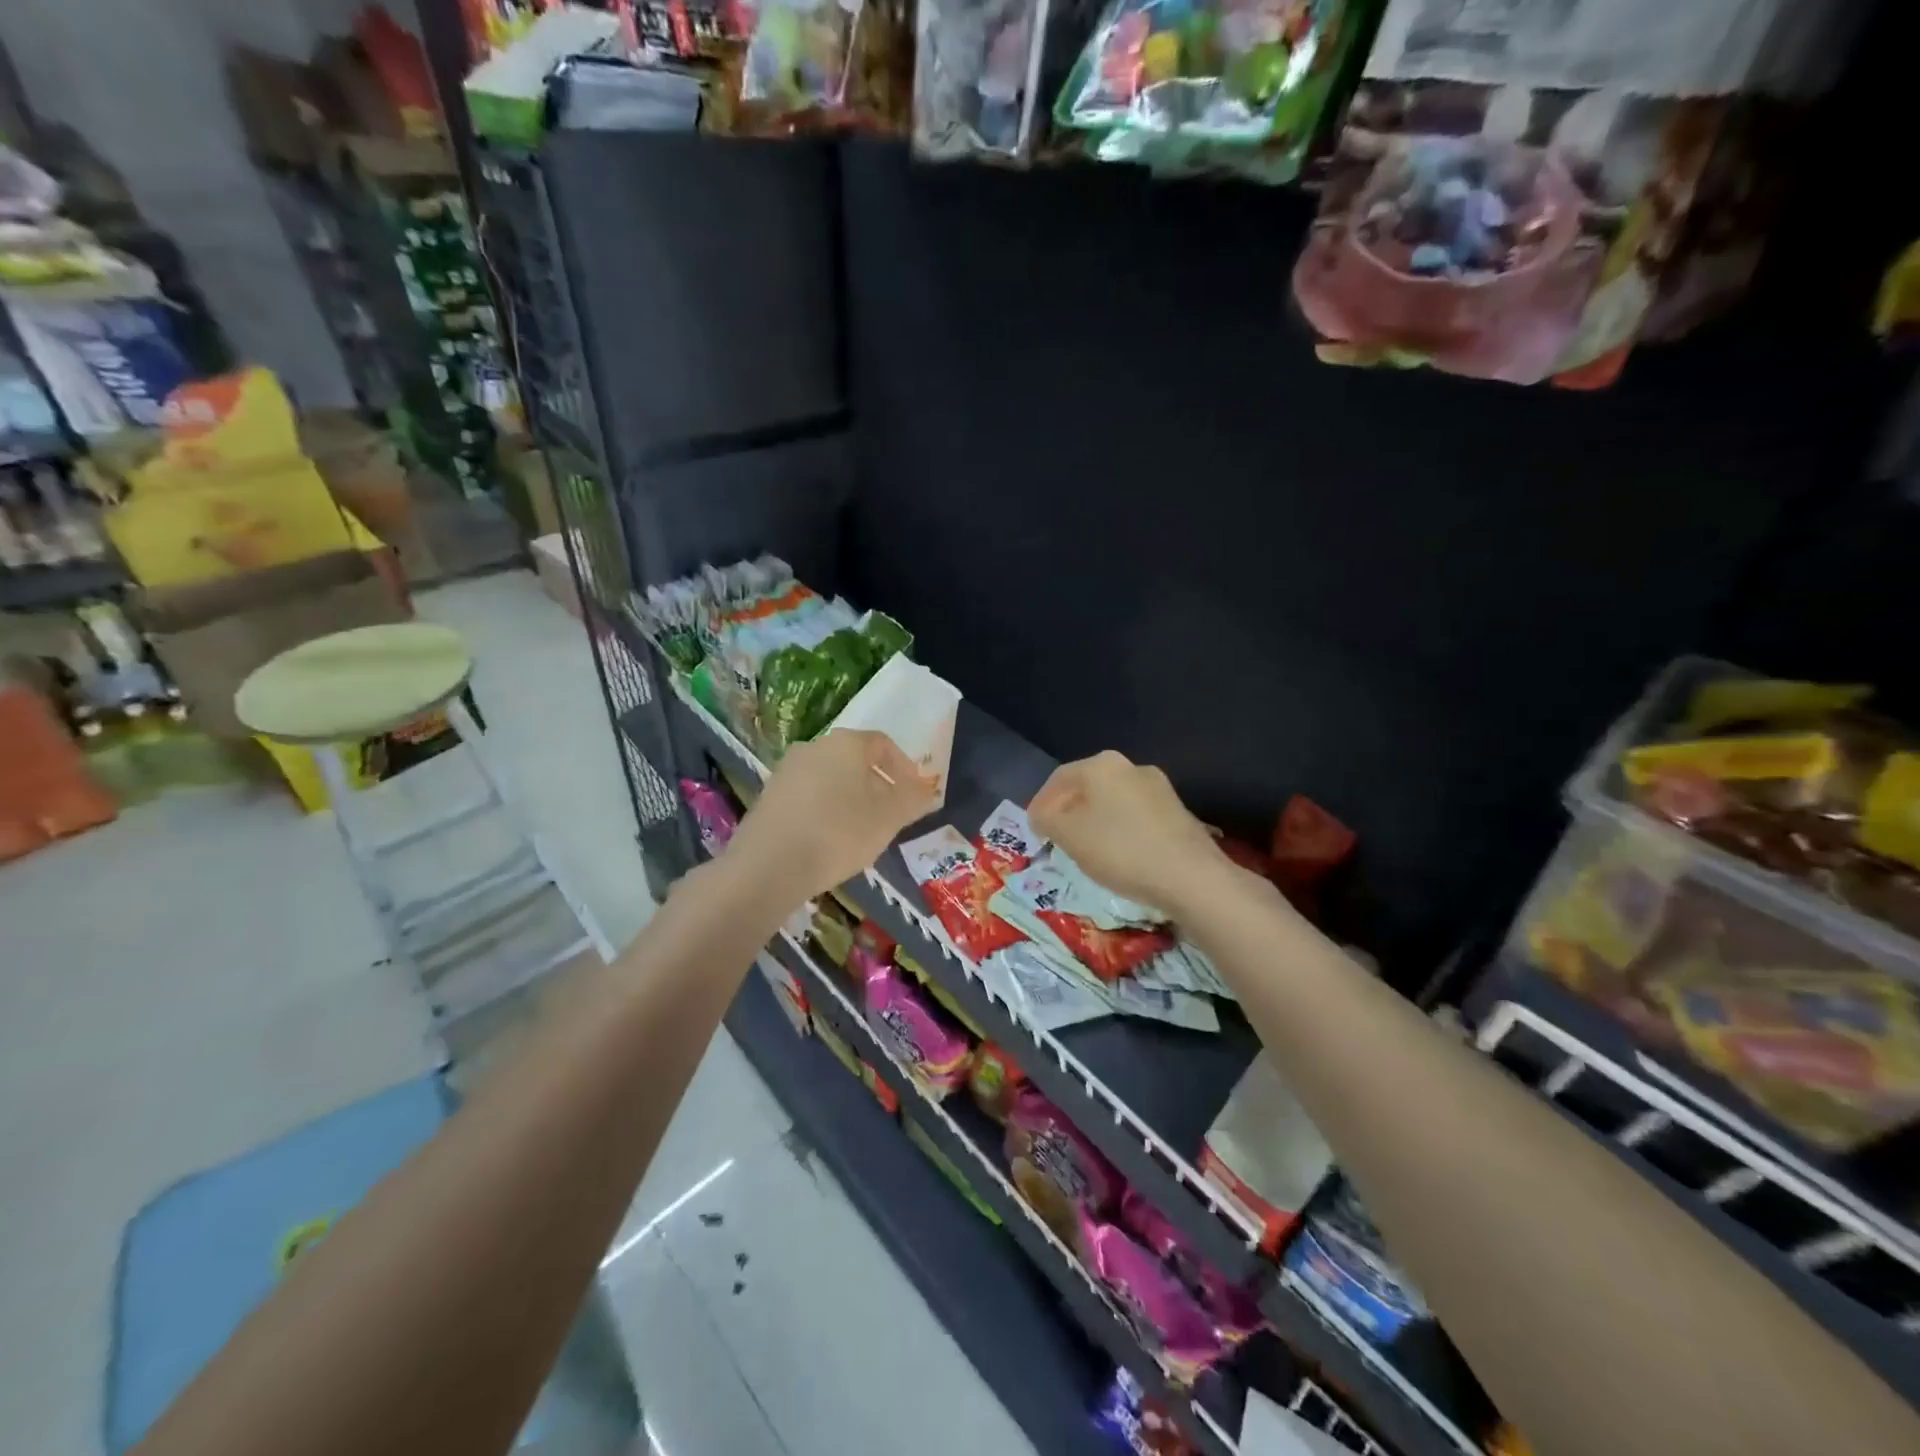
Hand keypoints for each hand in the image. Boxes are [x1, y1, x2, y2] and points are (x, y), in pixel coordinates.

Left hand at [724, 729, 938, 908]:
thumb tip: (926, 790)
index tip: (914, 794)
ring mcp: (786, 771)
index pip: (883, 744)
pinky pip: (808, 798)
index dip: (904, 767)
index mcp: (846, 743)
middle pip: (855, 761)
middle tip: (891, 816)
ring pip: (830, 780)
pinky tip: (829, 841)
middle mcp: (814, 747)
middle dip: (877, 785)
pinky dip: (825, 812)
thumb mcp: (889, 818)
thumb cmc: (839, 832)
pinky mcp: (768, 797)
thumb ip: (913, 799)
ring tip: (862, 832)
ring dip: (851, 800)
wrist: (768, 865)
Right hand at [1028, 750, 1233, 917]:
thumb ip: (1047, 819)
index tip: (1033, 829)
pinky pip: (1136, 817)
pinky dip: (1120, 831)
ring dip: (1095, 821)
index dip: (1041, 803)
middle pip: (1087, 787)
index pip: (1059, 778)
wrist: (1190, 876)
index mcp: (1101, 765)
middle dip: (1069, 811)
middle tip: (1057, 838)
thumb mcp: (1069, 836)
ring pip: (1113, 802)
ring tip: (1086, 850)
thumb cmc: (1120, 850)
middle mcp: (1131, 767)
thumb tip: (1043, 814)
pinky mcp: (1177, 812)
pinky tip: (1119, 855)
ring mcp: (1159, 788)